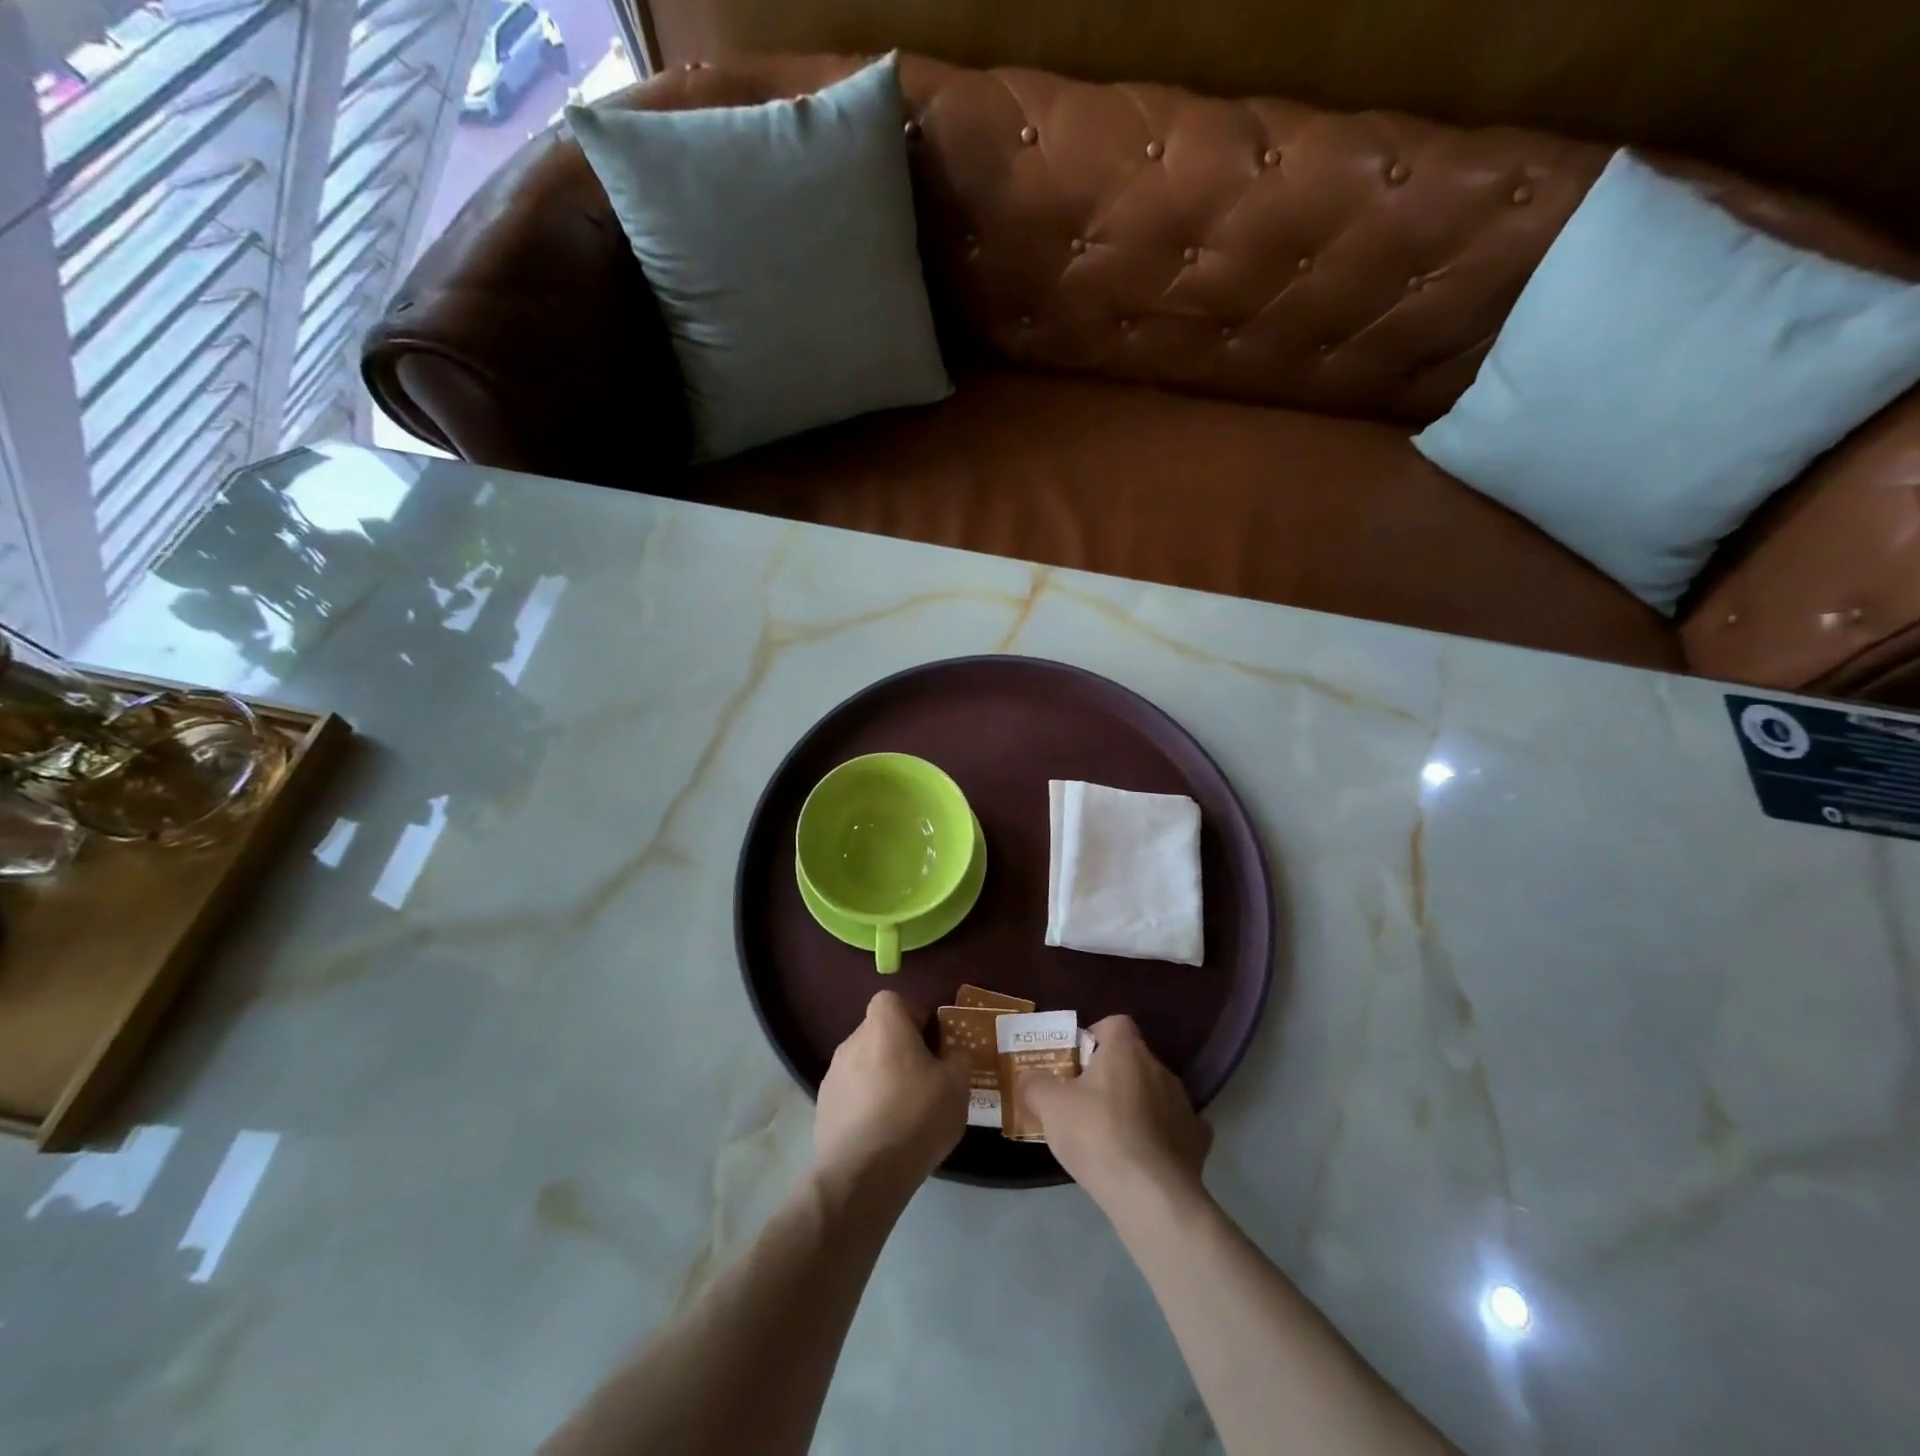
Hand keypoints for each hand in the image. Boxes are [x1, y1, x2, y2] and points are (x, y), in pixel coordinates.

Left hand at [814, 991, 966, 1204]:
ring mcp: (832, 1076)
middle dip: (899, 1050)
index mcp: (883, 1026)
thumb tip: (954, 1055)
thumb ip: (958, 1061)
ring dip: (881, 1078)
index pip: (893, 1001)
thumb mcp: (957, 1086)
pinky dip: (865, 1105)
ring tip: (903, 1112)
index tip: (930, 1043)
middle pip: (878, 1033)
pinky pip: (851, 1094)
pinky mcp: (823, 1108)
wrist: (863, 1173)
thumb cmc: (916, 1116)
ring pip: (863, 1064)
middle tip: (923, 1079)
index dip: (913, 1016)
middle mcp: (852, 1042)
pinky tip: (882, 1134)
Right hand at [1025, 1015, 1211, 1212]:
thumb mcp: (1049, 1106)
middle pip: (1133, 1060)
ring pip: (1154, 1093)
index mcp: (1126, 1050)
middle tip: (1086, 1103)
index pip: (1114, 1024)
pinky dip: (1161, 1137)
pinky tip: (1145, 1157)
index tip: (1077, 1064)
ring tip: (1113, 1137)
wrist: (1150, 1194)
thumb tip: (1030, 1078)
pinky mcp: (1197, 1141)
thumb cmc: (1097, 1135)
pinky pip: (1176, 1128)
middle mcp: (1160, 1068)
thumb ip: (1035, 1084)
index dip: (1094, 1038)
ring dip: (1137, 1106)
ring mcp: (1184, 1104)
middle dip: (1112, 1076)